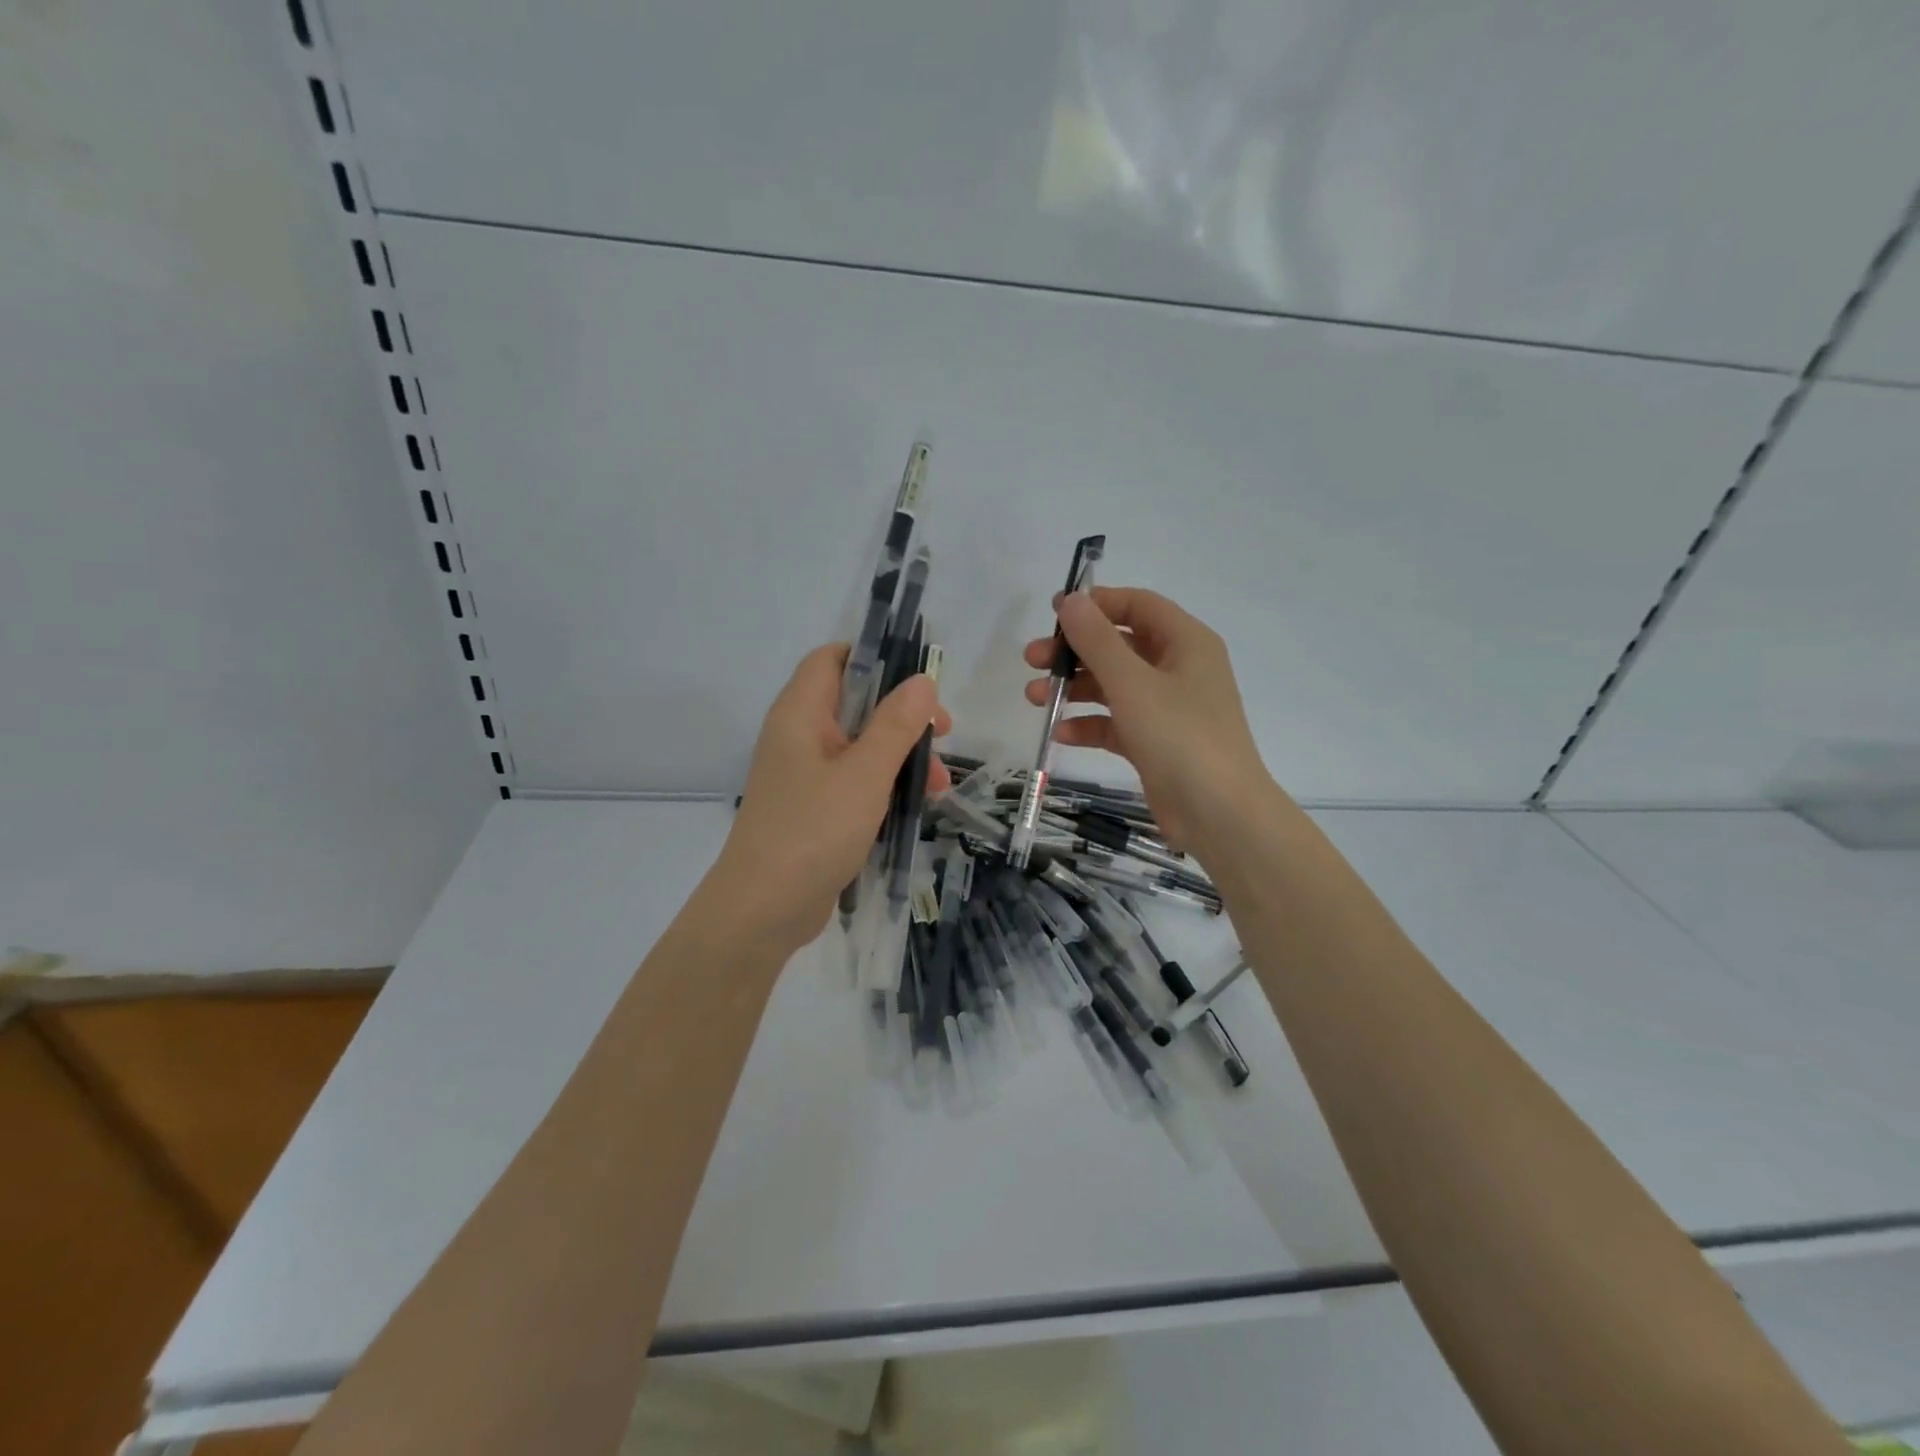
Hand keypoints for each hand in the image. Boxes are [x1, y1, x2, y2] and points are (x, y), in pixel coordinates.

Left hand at [713, 644, 951, 956]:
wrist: (763, 909)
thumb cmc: (813, 829)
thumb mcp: (865, 773)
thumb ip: (896, 724)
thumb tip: (922, 681)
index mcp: (801, 713)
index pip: (832, 659)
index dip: (874, 658)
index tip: (918, 678)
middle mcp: (800, 736)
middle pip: (856, 703)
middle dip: (902, 716)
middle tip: (942, 732)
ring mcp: (806, 775)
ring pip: (861, 746)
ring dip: (901, 756)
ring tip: (937, 784)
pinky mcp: (815, 809)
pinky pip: (855, 781)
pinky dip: (885, 785)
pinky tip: (917, 805)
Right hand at [1024, 587, 1277, 851]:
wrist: (1219, 815)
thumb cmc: (1180, 737)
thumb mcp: (1133, 684)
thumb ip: (1097, 640)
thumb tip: (1071, 600)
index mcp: (1186, 643)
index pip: (1138, 605)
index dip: (1096, 604)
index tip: (1053, 613)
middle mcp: (1178, 669)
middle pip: (1119, 645)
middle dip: (1074, 651)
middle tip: (1033, 659)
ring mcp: (1167, 708)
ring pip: (1113, 685)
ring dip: (1074, 687)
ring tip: (1035, 697)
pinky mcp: (1155, 742)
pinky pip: (1116, 722)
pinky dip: (1089, 724)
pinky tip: (1060, 733)